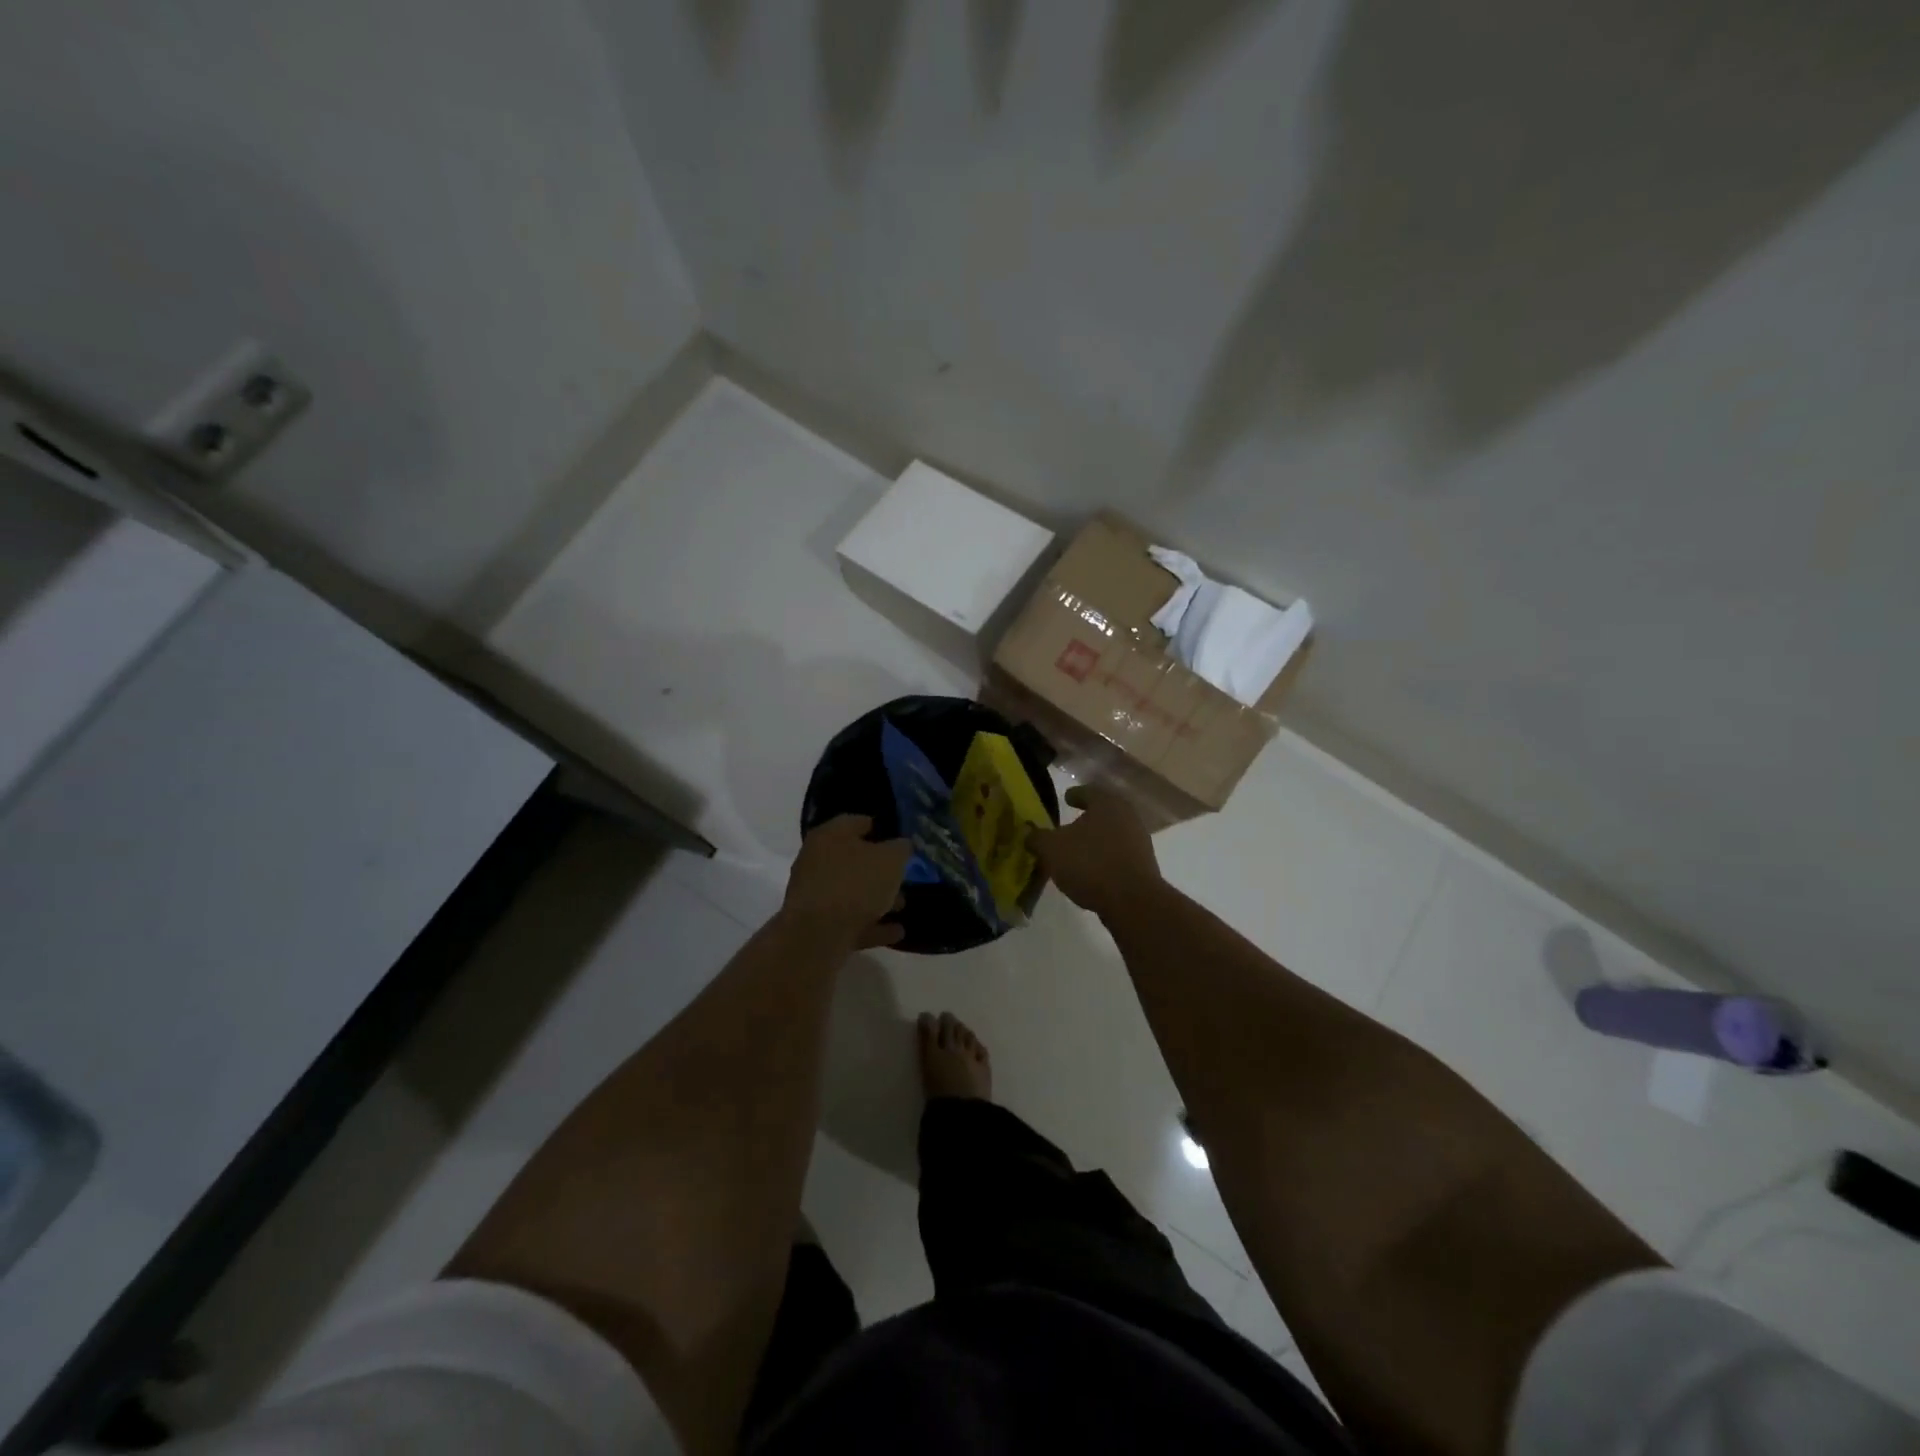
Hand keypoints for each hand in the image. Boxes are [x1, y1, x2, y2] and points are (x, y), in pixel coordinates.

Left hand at [782, 815, 910, 948]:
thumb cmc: (855, 884)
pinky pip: (851, 920)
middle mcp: (816, 861)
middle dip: (880, 869)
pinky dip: (872, 925)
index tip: (900, 838)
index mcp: (829, 836)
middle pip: (852, 860)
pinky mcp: (817, 925)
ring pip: (852, 892)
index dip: (880, 827)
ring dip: (877, 899)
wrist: (818, 936)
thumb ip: (900, 849)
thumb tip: (901, 846)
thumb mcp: (890, 859)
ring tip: (903, 906)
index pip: (856, 822)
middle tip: (904, 875)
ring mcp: (815, 895)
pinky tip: (896, 931)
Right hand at [1032, 785, 1161, 918]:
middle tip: (1069, 825)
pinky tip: (1091, 870)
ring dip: (1096, 840)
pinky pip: (1118, 854)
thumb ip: (1037, 837)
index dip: (1074, 795)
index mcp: (1106, 803)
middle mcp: (1127, 816)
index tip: (1066, 798)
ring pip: (1112, 833)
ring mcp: (1138, 840)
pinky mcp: (1144, 865)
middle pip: (1103, 812)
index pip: (1088, 791)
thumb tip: (1029, 833)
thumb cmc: (1089, 863)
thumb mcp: (1052, 849)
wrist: (1132, 901)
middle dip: (1086, 818)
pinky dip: (1104, 857)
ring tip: (1077, 850)